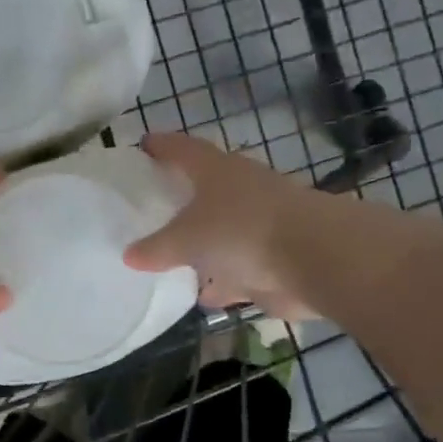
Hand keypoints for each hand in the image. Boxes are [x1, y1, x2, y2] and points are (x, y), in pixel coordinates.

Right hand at [122, 133, 318, 319]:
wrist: (313, 259)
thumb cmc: (241, 230)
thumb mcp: (187, 238)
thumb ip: (157, 248)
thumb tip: (129, 254)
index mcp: (217, 171)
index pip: (183, 149)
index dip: (161, 146)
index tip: (141, 146)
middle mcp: (240, 191)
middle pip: (204, 190)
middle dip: (180, 199)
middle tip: (148, 208)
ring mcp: (259, 225)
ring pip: (222, 232)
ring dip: (202, 245)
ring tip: (168, 257)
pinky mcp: (272, 259)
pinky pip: (238, 268)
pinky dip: (222, 281)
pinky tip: (202, 295)